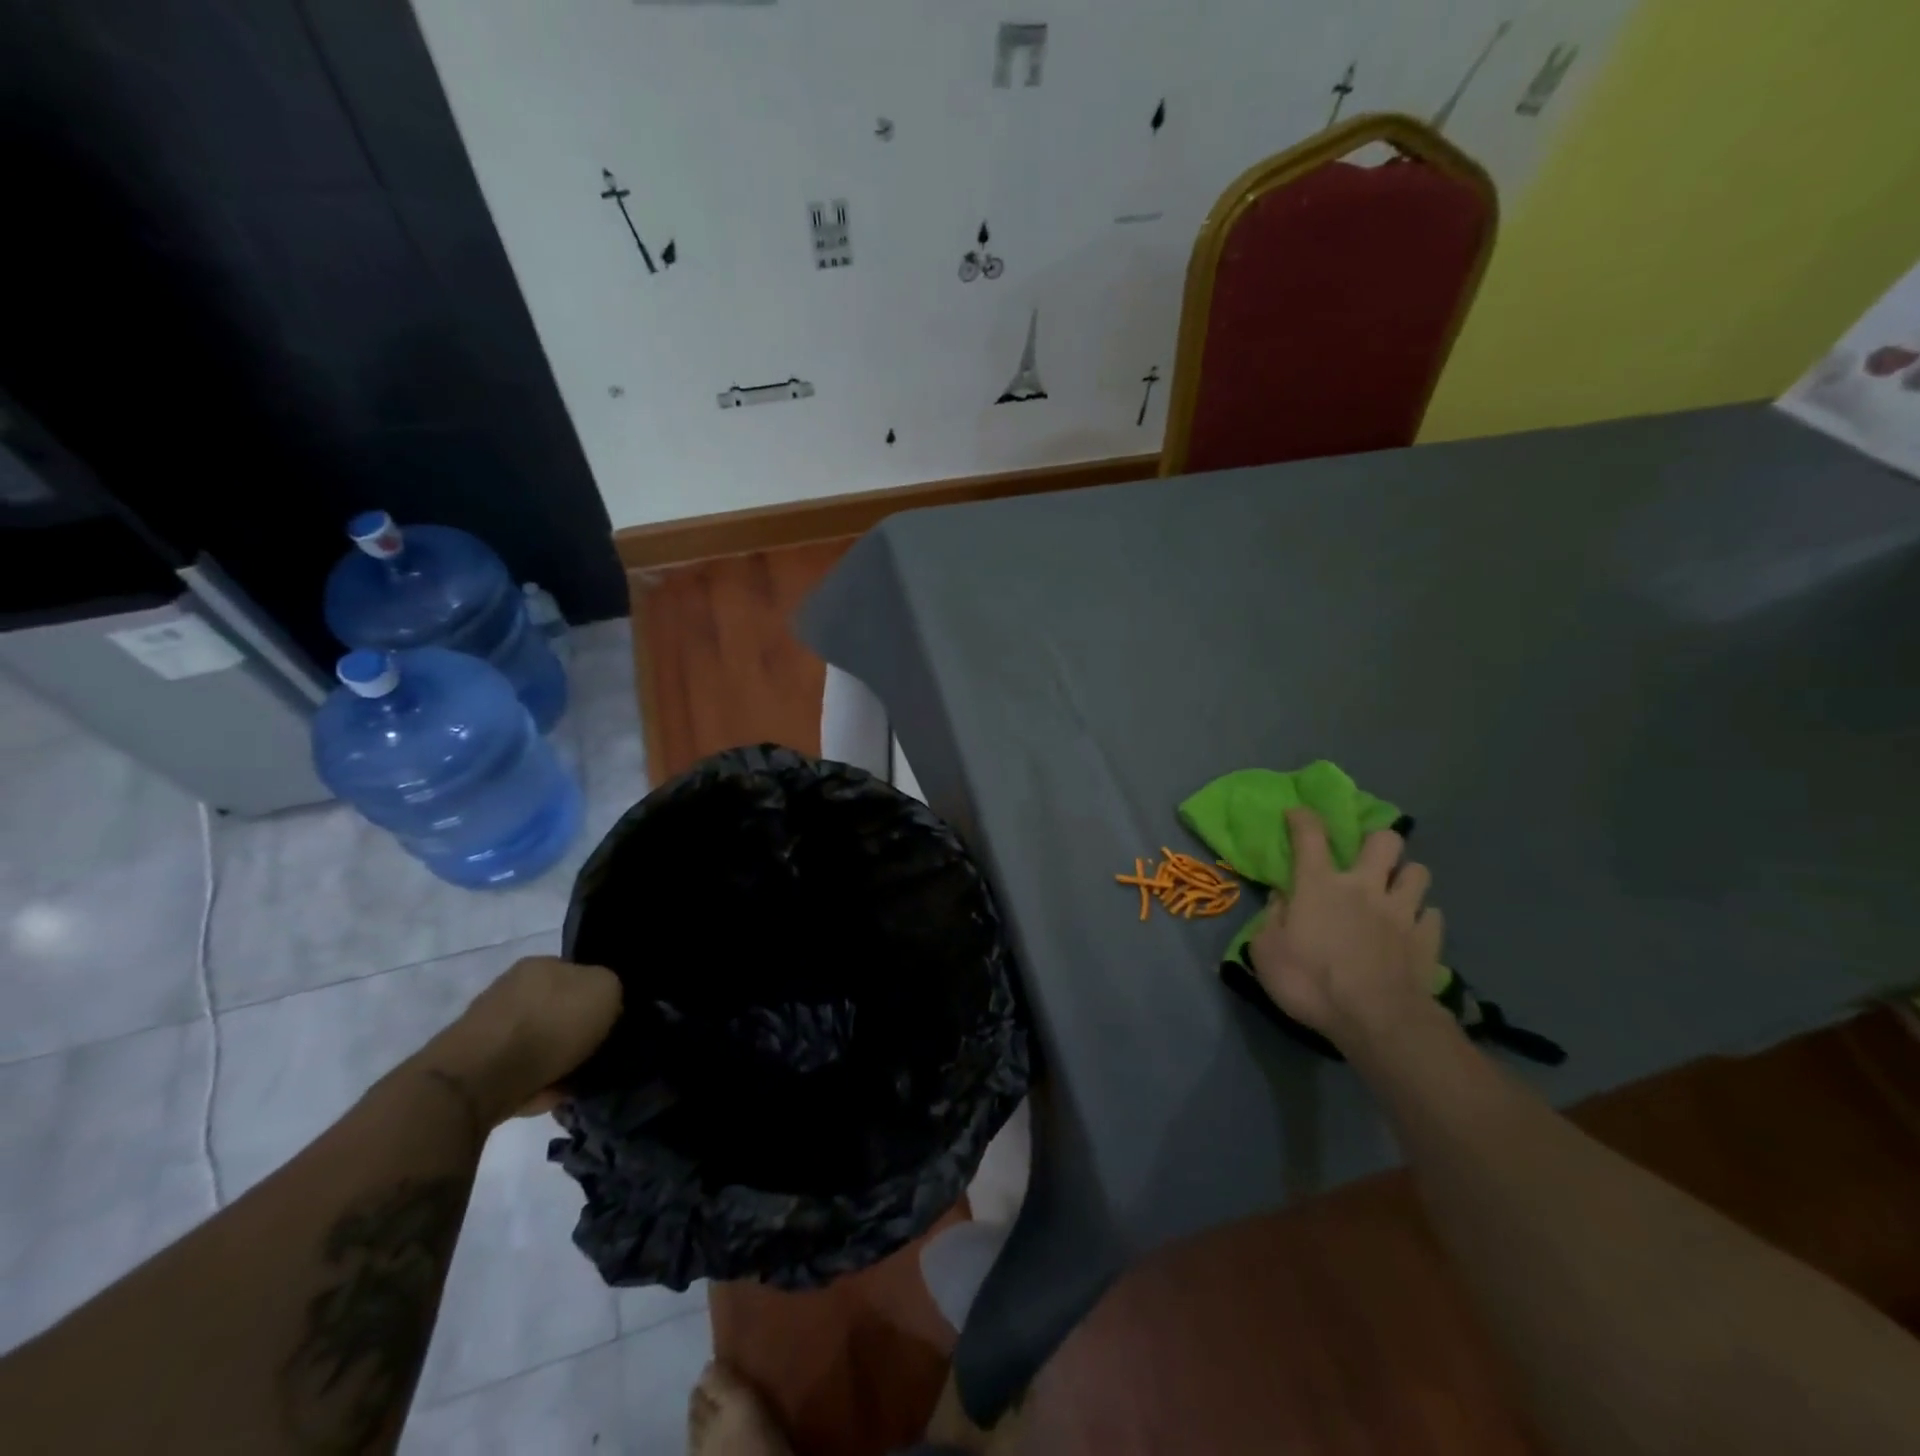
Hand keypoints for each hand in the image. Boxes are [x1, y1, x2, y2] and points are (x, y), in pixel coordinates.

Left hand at [415, 956, 622, 1125]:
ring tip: (577, 1080)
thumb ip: (613, 990)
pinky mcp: (473, 1065)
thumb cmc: (549, 1025)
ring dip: (557, 1058)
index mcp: (541, 964)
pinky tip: (551, 1095)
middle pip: (558, 1007)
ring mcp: (489, 1026)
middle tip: (599, 1053)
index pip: (579, 973)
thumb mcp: (606, 991)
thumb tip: (607, 1004)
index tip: (614, 1022)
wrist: (476, 1080)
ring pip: (538, 1040)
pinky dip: (537, 1083)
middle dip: (576, 1030)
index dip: (600, 996)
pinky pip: (520, 1071)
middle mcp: (511, 987)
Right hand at [1248, 809, 1444, 1049]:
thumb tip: (1281, 897)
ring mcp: (1402, 912)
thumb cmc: (1310, 982)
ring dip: (1406, 877)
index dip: (1303, 818)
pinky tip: (1413, 930)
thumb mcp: (1265, 952)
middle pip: (1385, 841)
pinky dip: (1423, 918)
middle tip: (1367, 858)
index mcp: (1319, 885)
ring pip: (1418, 873)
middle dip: (1377, 841)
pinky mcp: (1429, 940)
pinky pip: (1433, 916)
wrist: (1376, 1020)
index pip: (1310, 835)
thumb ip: (1272, 918)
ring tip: (1395, 892)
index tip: (1297, 812)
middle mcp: (1364, 887)